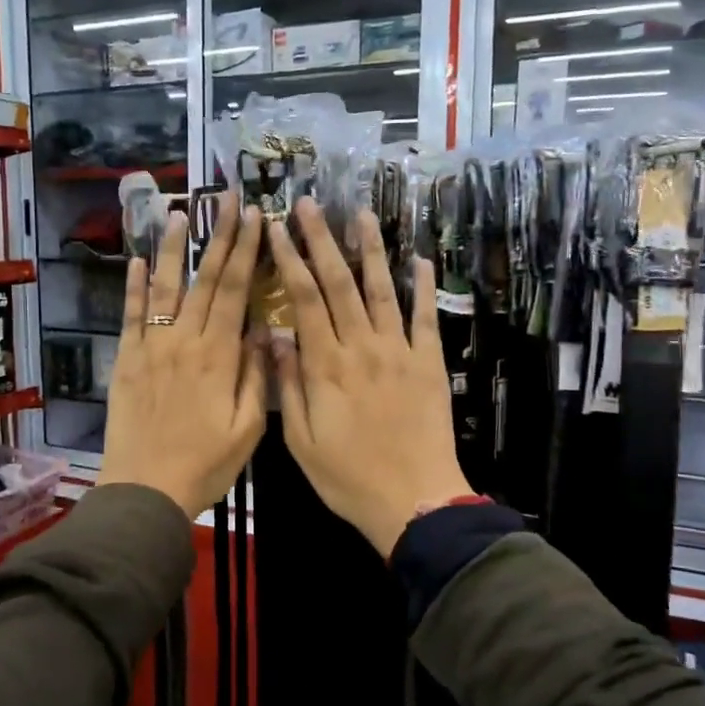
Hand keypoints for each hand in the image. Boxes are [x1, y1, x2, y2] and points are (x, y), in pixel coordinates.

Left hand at [98, 195, 266, 518]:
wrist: (145, 490)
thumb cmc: (204, 464)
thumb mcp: (247, 429)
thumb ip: (257, 376)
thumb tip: (265, 329)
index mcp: (218, 356)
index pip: (236, 291)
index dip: (247, 251)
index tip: (256, 218)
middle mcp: (184, 341)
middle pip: (204, 279)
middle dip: (218, 236)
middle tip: (227, 199)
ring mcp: (151, 347)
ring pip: (163, 288)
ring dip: (170, 248)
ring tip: (177, 212)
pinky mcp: (127, 360)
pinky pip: (131, 316)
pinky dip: (132, 287)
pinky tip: (135, 261)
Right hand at [267, 197, 472, 557]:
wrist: (414, 500)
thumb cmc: (348, 477)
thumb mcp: (301, 440)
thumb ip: (288, 385)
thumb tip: (276, 336)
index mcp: (326, 365)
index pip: (303, 298)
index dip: (290, 260)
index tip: (277, 229)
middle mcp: (362, 347)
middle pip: (339, 282)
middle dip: (322, 240)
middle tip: (310, 205)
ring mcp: (399, 351)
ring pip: (382, 290)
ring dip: (371, 249)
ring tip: (361, 214)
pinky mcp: (429, 364)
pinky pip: (426, 318)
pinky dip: (423, 287)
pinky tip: (420, 260)